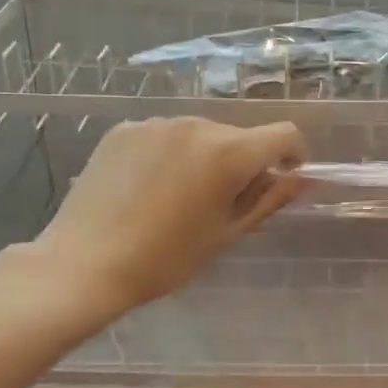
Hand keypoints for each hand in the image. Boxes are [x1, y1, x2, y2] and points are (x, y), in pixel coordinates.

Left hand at [27, 117, 306, 319]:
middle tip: (221, 204)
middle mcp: (196, 125)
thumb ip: (269, 200)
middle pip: (238, 136)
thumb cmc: (165, 259)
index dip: (293, 155)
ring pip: (200, 134)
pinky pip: (164, 136)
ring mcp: (156, 123)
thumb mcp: (226, 234)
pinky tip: (147, 188)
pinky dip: (170, 154)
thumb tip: (302, 180)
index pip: (284, 134)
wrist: (85, 264)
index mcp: (228, 152)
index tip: (281, 181)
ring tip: (178, 198)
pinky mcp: (124, 129)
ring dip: (205, 157)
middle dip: (243, 162)